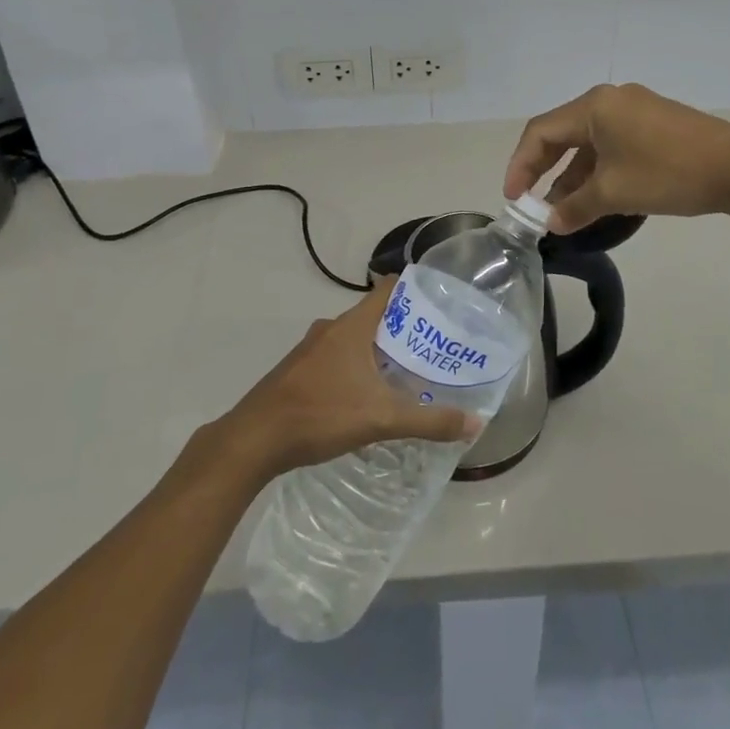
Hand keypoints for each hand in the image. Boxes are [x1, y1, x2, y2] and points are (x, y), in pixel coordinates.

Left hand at [214, 285, 481, 480]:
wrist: (254, 439)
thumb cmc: (320, 414)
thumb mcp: (381, 418)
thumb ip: (429, 421)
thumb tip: (475, 423)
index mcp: (351, 326)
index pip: (388, 289)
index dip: (414, 290)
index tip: (441, 302)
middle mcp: (331, 329)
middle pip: (374, 316)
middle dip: (403, 330)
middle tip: (433, 348)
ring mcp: (311, 349)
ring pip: (353, 339)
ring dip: (378, 351)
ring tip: (406, 374)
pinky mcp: (298, 371)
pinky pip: (336, 358)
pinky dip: (356, 368)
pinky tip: (367, 397)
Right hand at [505, 83, 729, 232]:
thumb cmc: (668, 173)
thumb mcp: (614, 193)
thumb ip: (575, 207)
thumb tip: (551, 223)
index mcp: (594, 106)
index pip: (540, 132)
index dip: (521, 165)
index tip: (514, 199)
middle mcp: (610, 100)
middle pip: (562, 133)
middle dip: (544, 170)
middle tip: (531, 202)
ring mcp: (636, 110)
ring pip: (589, 142)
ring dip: (573, 175)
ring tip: (564, 210)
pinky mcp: (655, 124)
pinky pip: (612, 145)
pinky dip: (598, 170)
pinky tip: (597, 197)